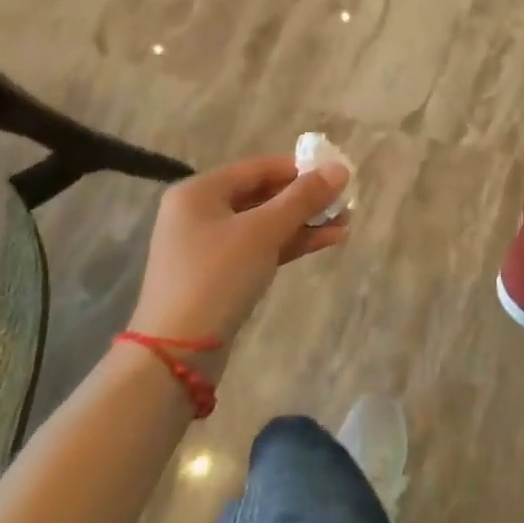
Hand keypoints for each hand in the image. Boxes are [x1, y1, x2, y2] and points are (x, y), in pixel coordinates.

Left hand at [129, 156, 348, 370]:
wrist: (177, 355)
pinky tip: (327, 241)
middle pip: (262, 195)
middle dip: (306, 199)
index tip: (336, 174)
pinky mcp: (219, 276)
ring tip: (346, 223)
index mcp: (200, 191)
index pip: (258, 167)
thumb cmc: (217, 277)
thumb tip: (340, 168)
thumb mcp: (263, 232)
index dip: (299, 168)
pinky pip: (260, 248)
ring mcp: (208, 246)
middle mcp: (200, 212)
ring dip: (304, 223)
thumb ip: (303, 198)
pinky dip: (290, 244)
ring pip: (265, 224)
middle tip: (345, 202)